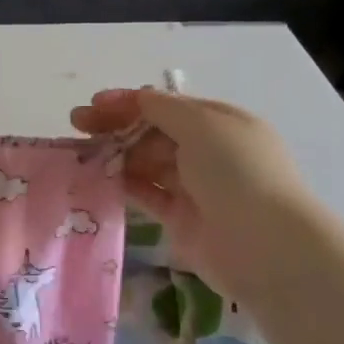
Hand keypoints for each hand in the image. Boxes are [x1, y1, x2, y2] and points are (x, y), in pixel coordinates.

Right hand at [71, 87, 317, 291]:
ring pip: (147, 162)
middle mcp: (209, 151)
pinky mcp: (182, 219)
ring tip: (80, 153)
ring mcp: (195, 186)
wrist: (266, 246)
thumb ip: (162, 108)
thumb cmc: (237, 172)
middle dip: (116, 125)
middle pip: (153, 131)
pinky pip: (147, 194)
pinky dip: (124, 184)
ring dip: (116, 154)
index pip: (167, 105)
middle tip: (77, 125)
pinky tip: (98, 178)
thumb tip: (137, 97)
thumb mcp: (202, 124)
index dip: (129, 101)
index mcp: (220, 122)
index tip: (93, 104)